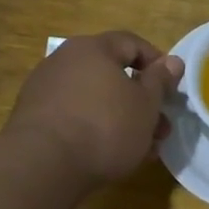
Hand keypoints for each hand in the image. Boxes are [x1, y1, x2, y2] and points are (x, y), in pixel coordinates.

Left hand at [6, 32, 183, 187]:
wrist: (44, 165)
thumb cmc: (106, 126)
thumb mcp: (146, 103)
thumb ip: (160, 80)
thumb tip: (172, 61)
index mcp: (92, 48)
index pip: (132, 43)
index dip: (157, 64)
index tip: (172, 90)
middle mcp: (65, 61)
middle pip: (113, 75)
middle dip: (142, 102)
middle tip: (160, 129)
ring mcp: (45, 90)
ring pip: (96, 100)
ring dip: (123, 120)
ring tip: (142, 149)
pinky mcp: (35, 119)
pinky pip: (76, 117)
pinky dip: (97, 130)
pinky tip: (111, 155)